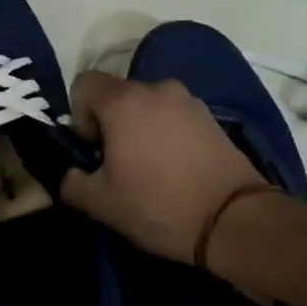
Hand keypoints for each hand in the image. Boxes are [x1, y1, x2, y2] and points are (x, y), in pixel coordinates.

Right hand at [59, 71, 268, 262]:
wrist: (235, 221)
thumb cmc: (158, 205)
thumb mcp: (100, 203)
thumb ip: (71, 182)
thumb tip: (72, 173)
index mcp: (123, 101)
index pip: (84, 84)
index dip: (78, 115)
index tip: (92, 150)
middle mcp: (156, 89)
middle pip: (117, 94)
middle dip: (109, 122)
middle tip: (116, 162)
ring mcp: (188, 100)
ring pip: (147, 105)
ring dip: (139, 127)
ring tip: (148, 166)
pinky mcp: (211, 117)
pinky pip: (173, 116)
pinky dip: (165, 133)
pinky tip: (174, 167)